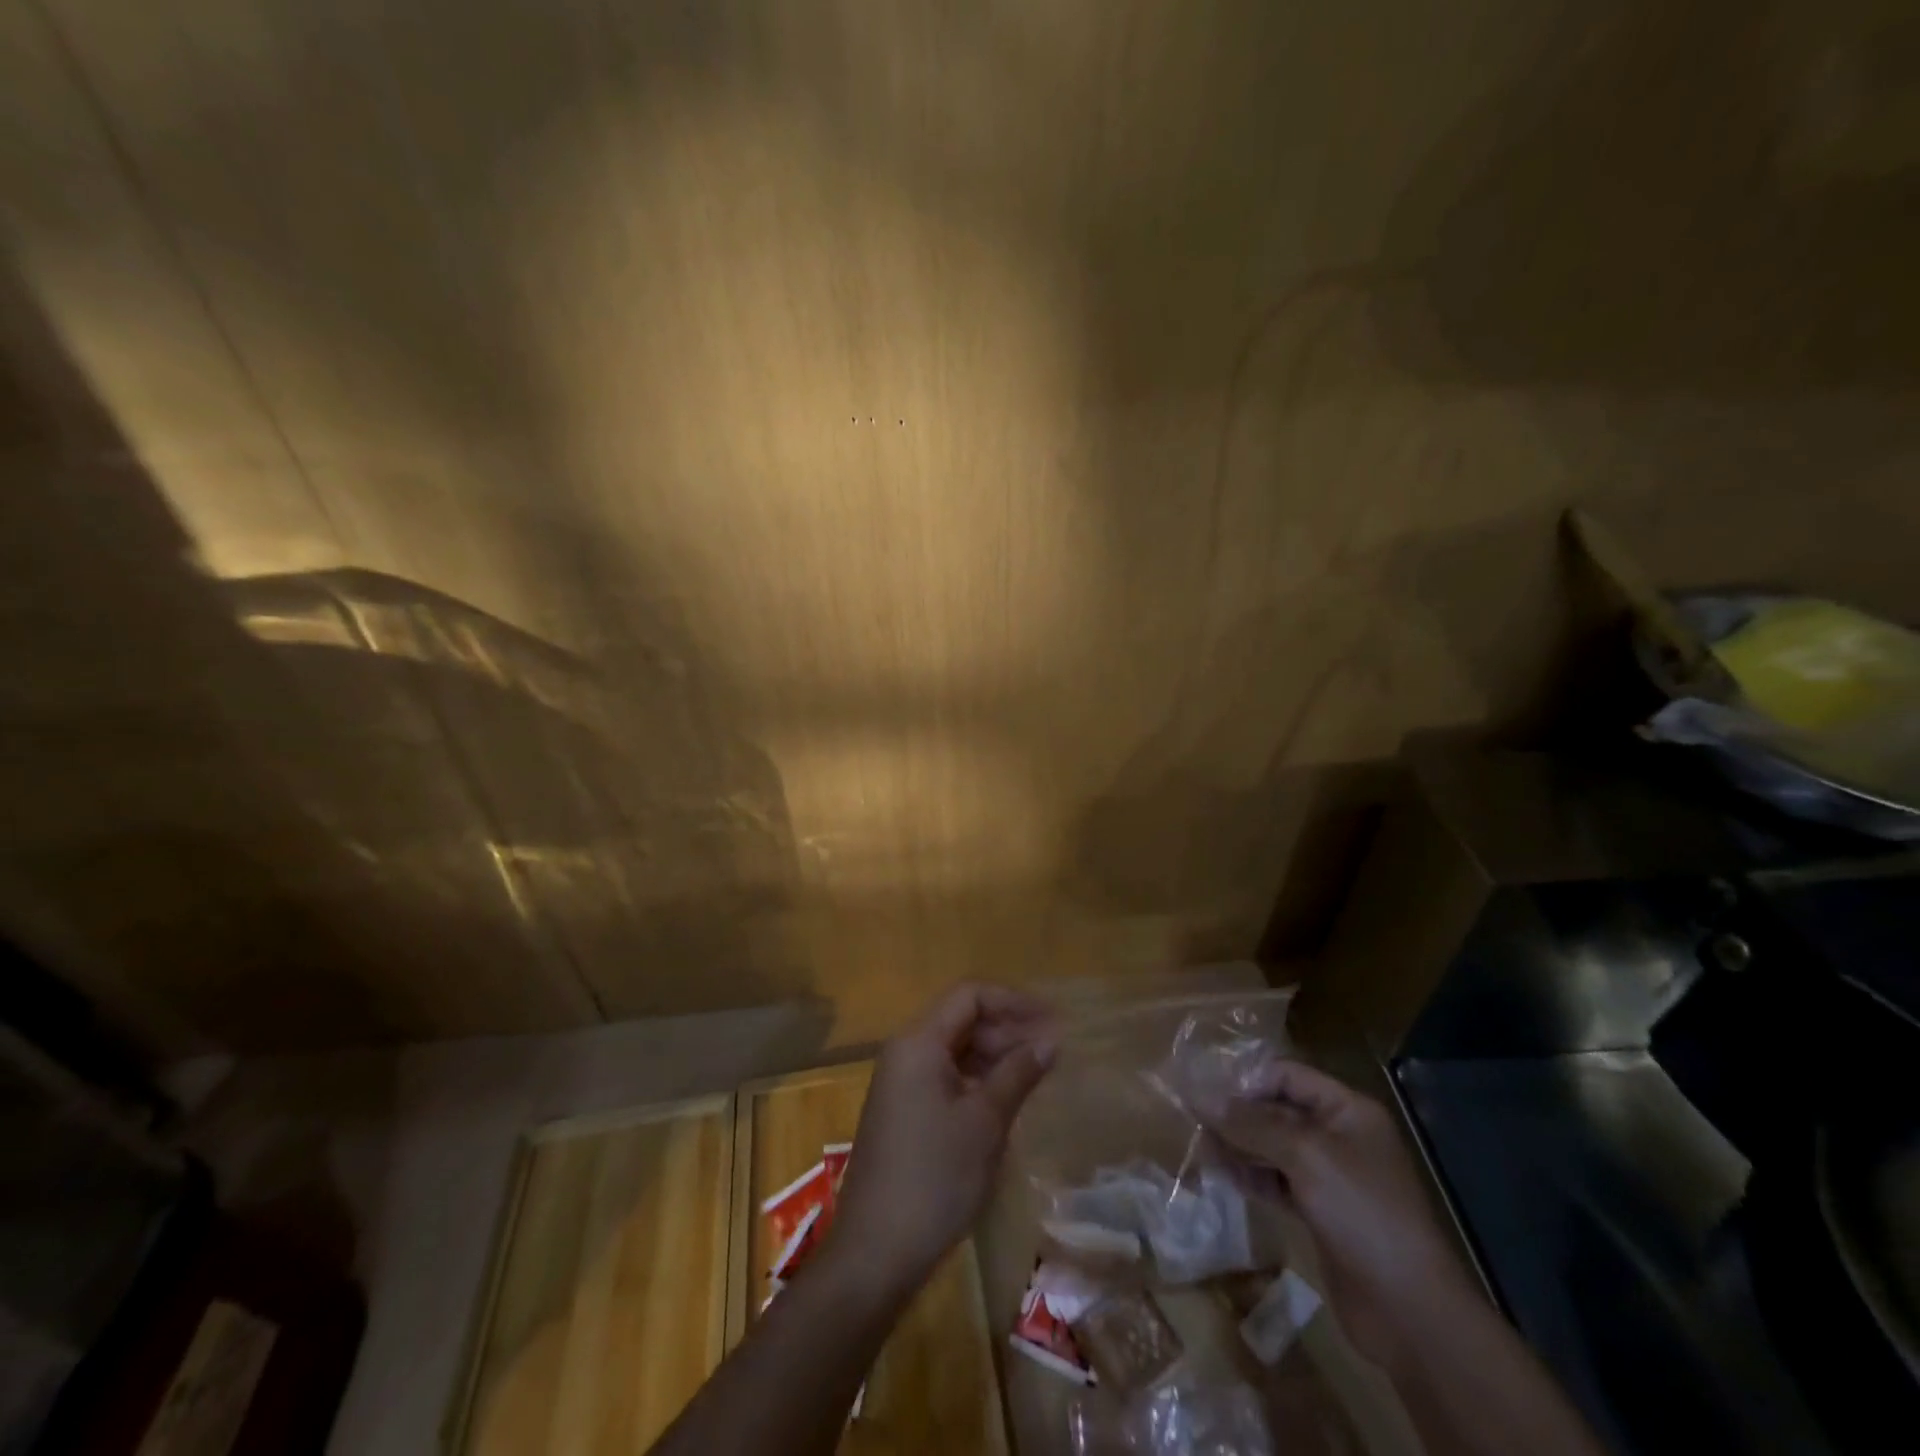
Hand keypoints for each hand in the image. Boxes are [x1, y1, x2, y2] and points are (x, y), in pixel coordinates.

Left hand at [829, 983, 1057, 1294]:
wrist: (875, 1254)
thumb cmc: (934, 1179)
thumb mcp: (985, 1123)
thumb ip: (1018, 1074)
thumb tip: (1050, 1042)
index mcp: (918, 1043)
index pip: (970, 996)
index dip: (1014, 1002)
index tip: (1053, 1020)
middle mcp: (905, 1052)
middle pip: (961, 1020)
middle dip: (1007, 1029)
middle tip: (1051, 1052)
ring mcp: (901, 1084)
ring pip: (954, 1050)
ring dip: (994, 1056)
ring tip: (1035, 1075)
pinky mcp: (903, 1112)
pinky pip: (945, 1077)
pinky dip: (977, 1080)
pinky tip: (1005, 1101)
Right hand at [1212, 1060, 1476, 1369]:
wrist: (1410, 1310)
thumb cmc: (1362, 1213)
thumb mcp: (1305, 1155)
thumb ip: (1251, 1123)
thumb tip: (1199, 1096)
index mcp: (1347, 1110)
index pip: (1286, 1075)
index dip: (1246, 1079)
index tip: (1203, 1091)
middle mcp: (1339, 1135)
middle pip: (1277, 1110)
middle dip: (1237, 1114)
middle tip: (1194, 1120)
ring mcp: (1331, 1176)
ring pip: (1273, 1146)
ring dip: (1239, 1145)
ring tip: (1204, 1150)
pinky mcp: (1321, 1212)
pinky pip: (1277, 1180)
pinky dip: (1252, 1176)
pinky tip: (1225, 1177)